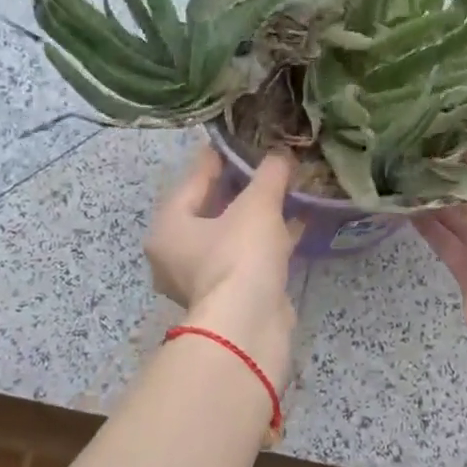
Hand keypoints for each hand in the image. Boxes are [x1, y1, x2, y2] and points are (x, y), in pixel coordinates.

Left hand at [146, 147, 299, 380]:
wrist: (248, 327)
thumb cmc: (239, 256)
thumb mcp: (257, 206)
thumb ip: (269, 175)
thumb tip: (282, 153)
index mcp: (168, 226)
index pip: (194, 179)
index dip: (220, 156)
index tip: (242, 139)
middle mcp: (177, 253)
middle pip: (211, 208)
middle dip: (242, 187)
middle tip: (267, 164)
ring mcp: (203, 278)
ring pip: (232, 235)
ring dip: (259, 215)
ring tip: (287, 189)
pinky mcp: (230, 296)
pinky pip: (249, 257)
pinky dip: (270, 241)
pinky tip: (298, 223)